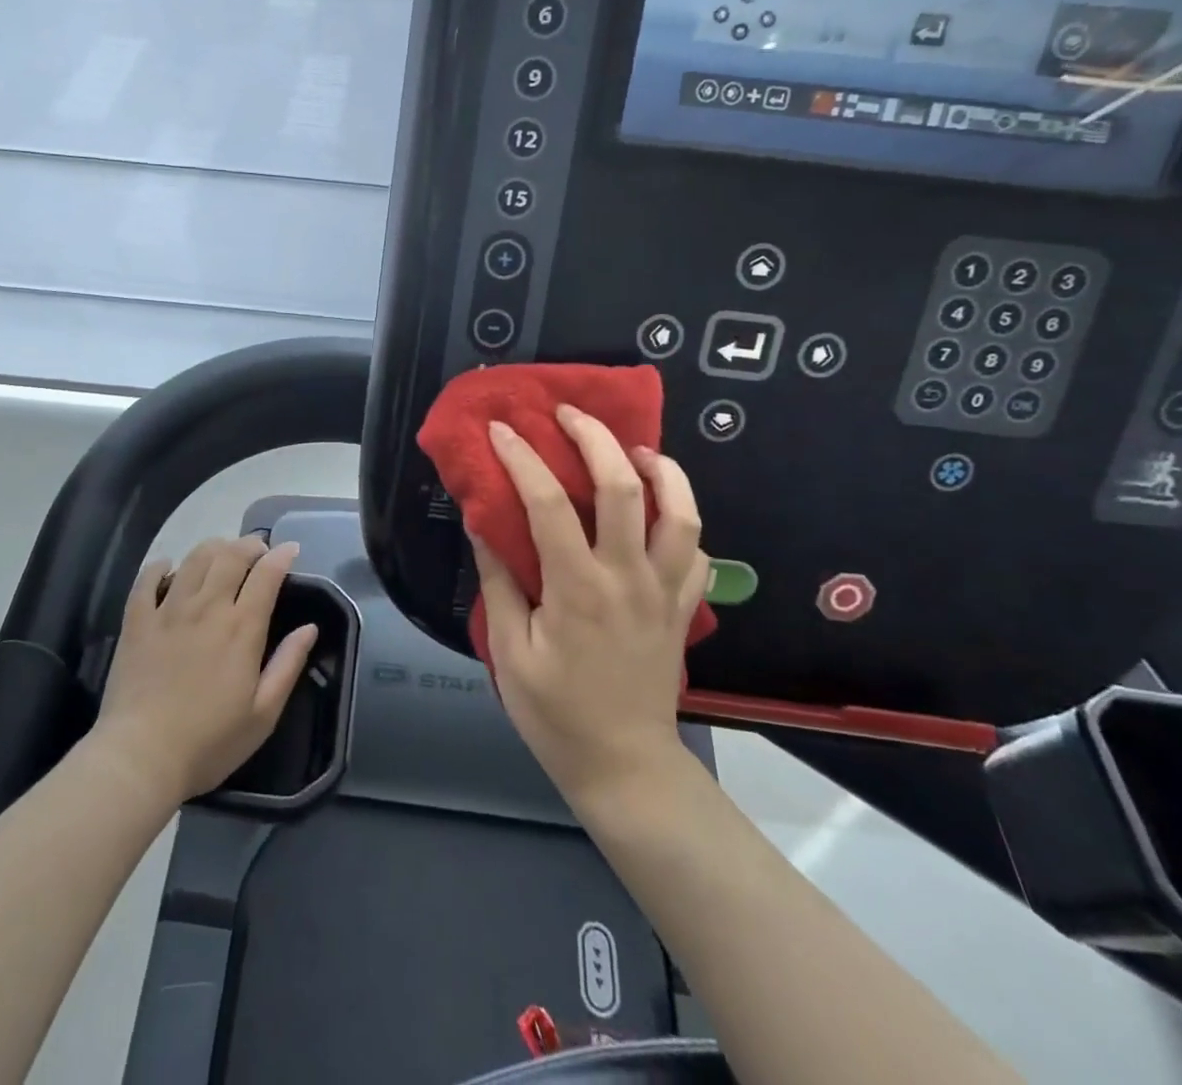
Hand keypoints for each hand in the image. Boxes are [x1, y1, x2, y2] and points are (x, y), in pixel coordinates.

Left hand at [93, 536, 318, 808]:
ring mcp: (168, 610)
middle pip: (230, 556)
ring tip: (222, 552)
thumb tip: (309, 628)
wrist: (140, 757)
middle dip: (249, 544)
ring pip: (193, 559)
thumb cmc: (209, 742)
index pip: (266, 575)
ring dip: (213, 547)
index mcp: (241, 628)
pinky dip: (161, 566)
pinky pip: (147, 579)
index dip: (281, 556)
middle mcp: (207, 607)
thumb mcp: (263, 714)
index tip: (290, 549)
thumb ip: (288, 665)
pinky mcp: (137, 621)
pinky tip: (169, 567)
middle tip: (258, 549)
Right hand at [472, 406, 710, 813]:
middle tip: (571, 413)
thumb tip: (482, 523)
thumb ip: (500, 581)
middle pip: (624, 487)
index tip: (502, 430)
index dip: (522, 457)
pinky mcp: (684, 609)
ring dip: (661, 469)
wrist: (625, 768)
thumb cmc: (555, 713)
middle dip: (596, 437)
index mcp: (577, 586)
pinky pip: (698, 552)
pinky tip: (662, 512)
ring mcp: (665, 591)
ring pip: (682, 512)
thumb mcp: (509, 650)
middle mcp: (628, 577)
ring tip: (635, 449)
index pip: (547, 502)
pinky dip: (683, 520)